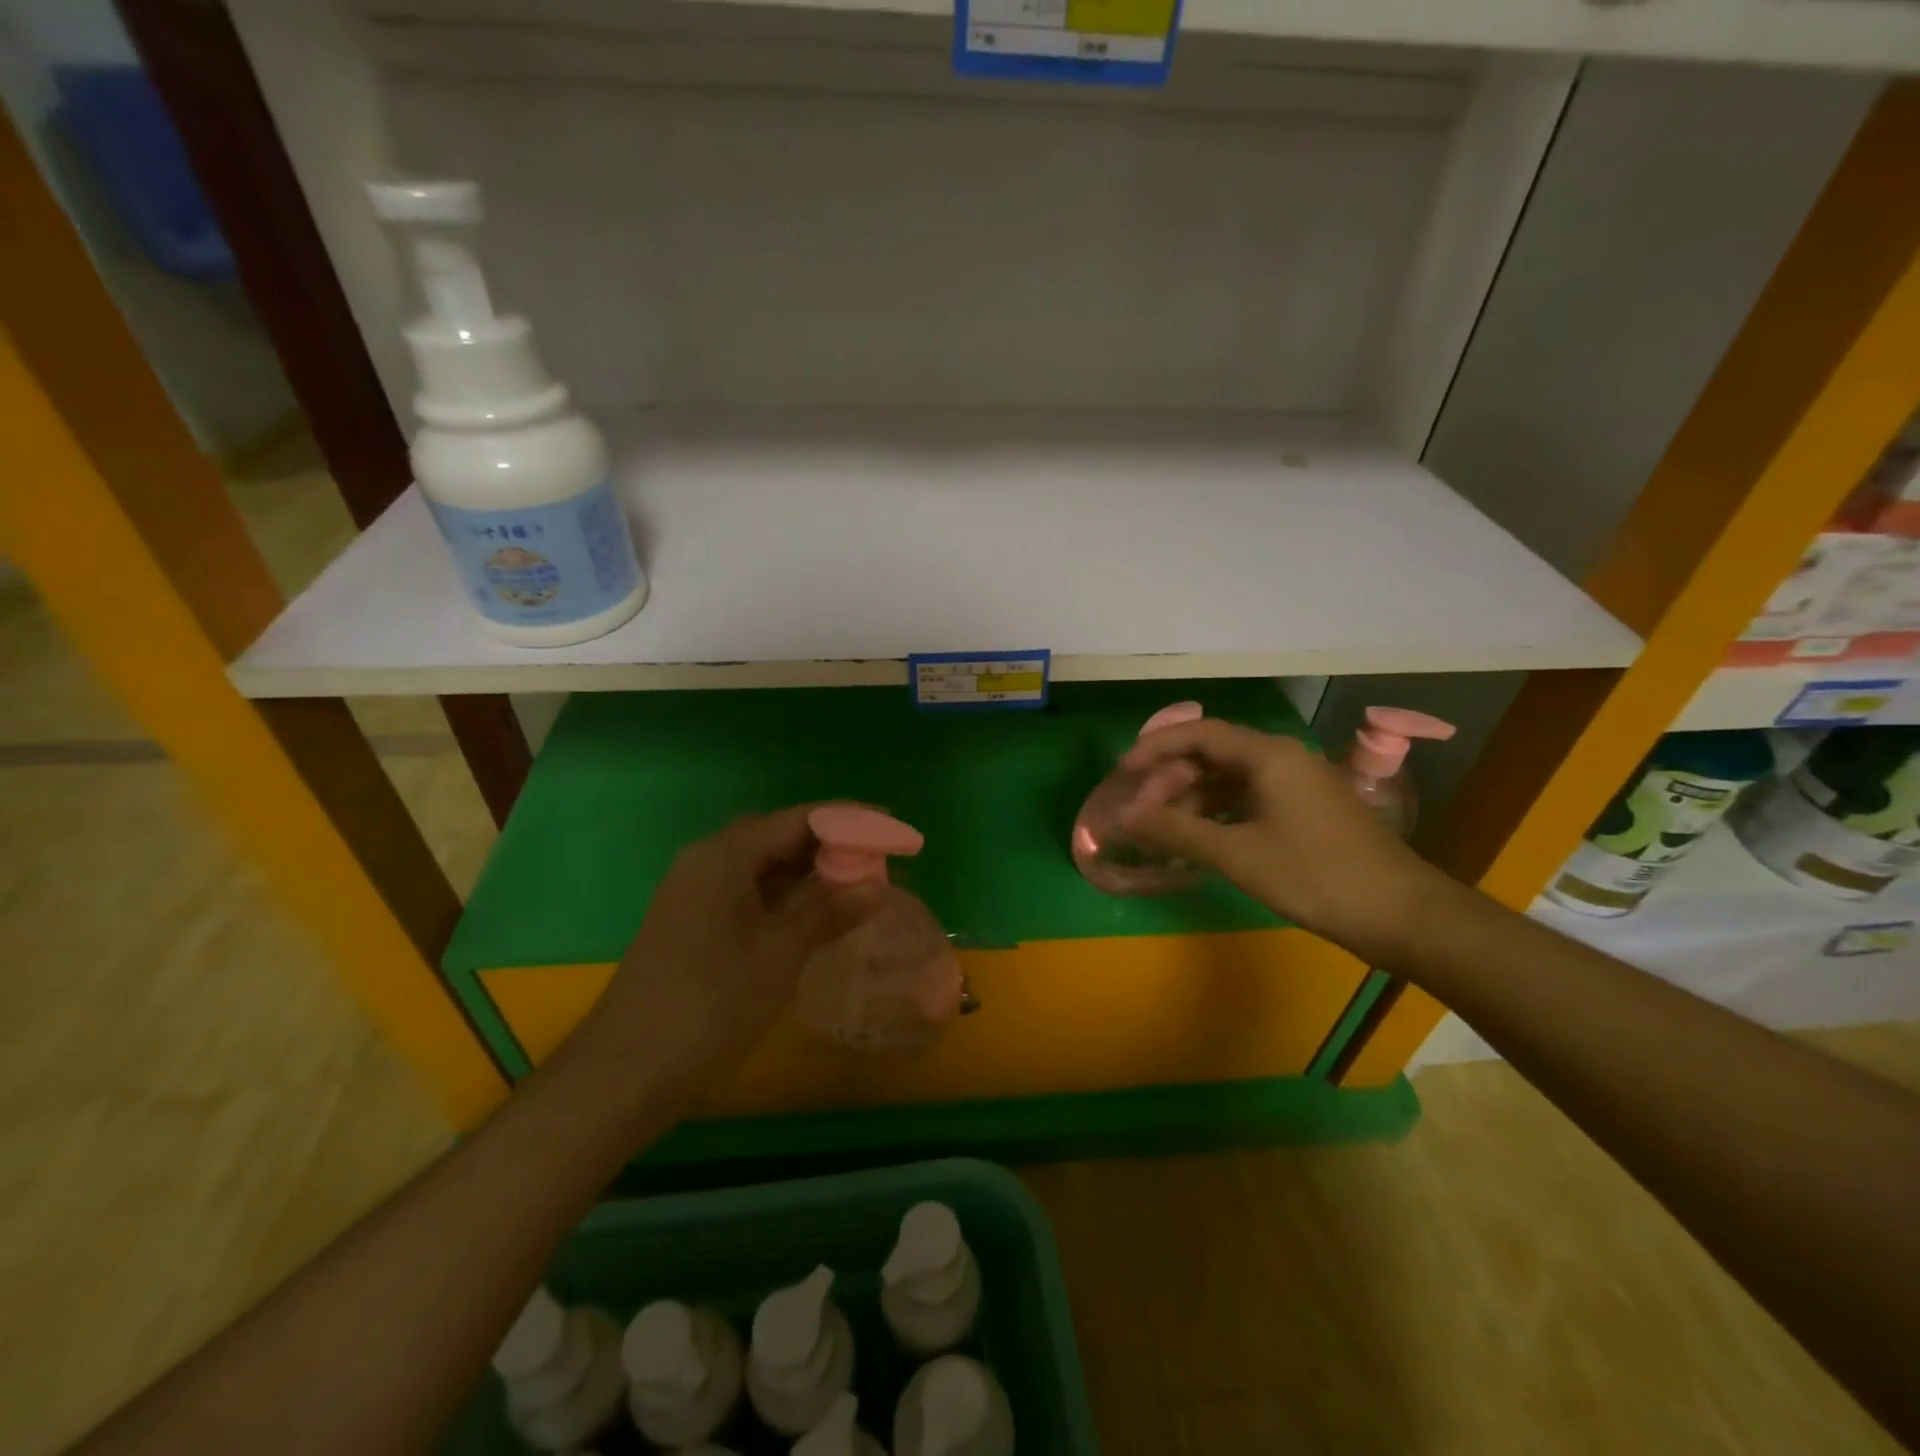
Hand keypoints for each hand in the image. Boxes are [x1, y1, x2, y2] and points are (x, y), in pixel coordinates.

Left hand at [561, 806, 881, 1101]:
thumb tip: (878, 885)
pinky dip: (785, 895)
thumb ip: (829, 912)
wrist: (625, 1072)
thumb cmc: (709, 1006)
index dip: (851, 820)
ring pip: (763, 864)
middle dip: (832, 844)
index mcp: (725, 855)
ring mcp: (695, 890)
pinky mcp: (691, 919)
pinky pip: (748, 890)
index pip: (800, 819)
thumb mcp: (779, 955)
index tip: (893, 828)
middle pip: (780, 836)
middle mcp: (707, 860)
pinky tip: (813, 913)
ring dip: (809, 871)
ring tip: (856, 884)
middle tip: (879, 859)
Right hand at [1119, 721, 1449, 963]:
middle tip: (1141, 809)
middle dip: (1172, 778)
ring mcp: (1298, 784)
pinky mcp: (1306, 809)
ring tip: (1164, 829)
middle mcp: (1283, 758)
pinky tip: (1201, 838)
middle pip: (1213, 754)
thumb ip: (1176, 830)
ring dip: (1194, 798)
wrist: (1401, 914)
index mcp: (1268, 755)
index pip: (1199, 734)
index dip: (1156, 748)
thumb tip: (1125, 816)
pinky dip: (1220, 812)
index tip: (1123, 771)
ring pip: (1231, 778)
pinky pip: (1250, 798)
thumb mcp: (1237, 854)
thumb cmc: (1315, 875)